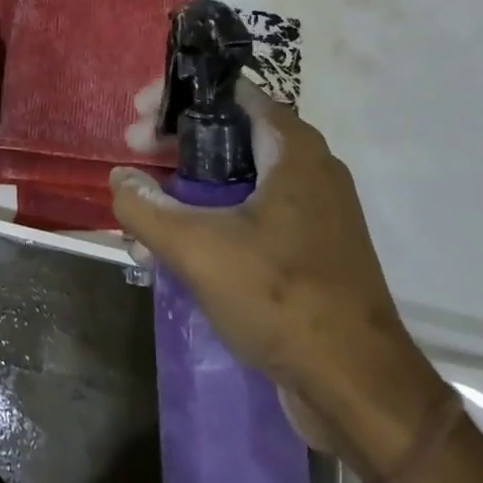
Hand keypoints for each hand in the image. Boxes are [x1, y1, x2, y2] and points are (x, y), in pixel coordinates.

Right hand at [109, 81, 414, 415]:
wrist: (362, 391)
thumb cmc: (282, 298)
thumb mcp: (199, 249)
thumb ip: (147, 208)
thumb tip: (120, 179)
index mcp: (291, 147)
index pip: (228, 91)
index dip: (177, 94)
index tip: (138, 113)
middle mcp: (306, 167)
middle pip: (227, 132)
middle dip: (173, 144)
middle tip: (132, 156)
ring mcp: (311, 210)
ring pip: (235, 178)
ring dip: (185, 189)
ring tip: (141, 213)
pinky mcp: (309, 248)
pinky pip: (250, 215)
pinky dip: (210, 220)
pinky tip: (170, 250)